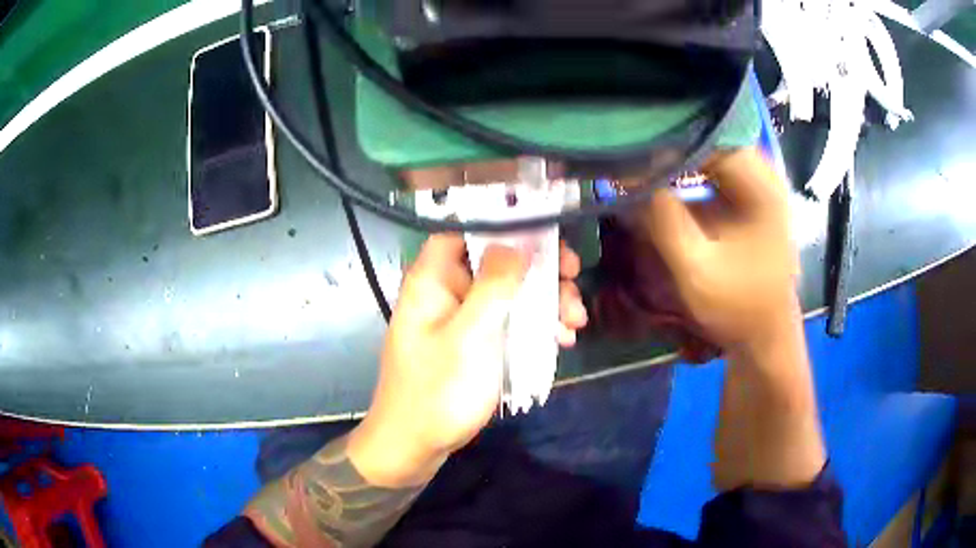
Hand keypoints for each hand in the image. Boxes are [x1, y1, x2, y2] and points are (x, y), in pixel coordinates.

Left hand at [349, 234, 586, 486]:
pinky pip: (508, 322)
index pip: (465, 230)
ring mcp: (462, 319)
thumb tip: (516, 243)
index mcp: (433, 280)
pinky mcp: (474, 343)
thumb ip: (494, 286)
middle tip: (573, 275)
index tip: (545, 233)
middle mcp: (447, 292)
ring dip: (545, 301)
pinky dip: (535, 326)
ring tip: (575, 321)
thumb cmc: (438, 390)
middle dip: (539, 268)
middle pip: (496, 261)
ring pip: (508, 293)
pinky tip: (561, 339)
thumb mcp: (471, 335)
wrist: (415, 445)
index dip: (504, 224)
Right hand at [640, 147, 799, 352]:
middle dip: (668, 143)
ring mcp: (760, 182)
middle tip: (630, 151)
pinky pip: (715, 164)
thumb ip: (663, 220)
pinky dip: (687, 167)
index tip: (630, 149)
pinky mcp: (752, 192)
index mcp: (763, 188)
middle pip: (709, 136)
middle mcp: (765, 174)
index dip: (667, 139)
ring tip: (641, 160)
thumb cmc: (738, 307)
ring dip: (676, 153)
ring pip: (710, 147)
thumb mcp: (696, 271)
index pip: (709, 137)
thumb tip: (628, 176)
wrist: (766, 333)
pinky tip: (664, 175)